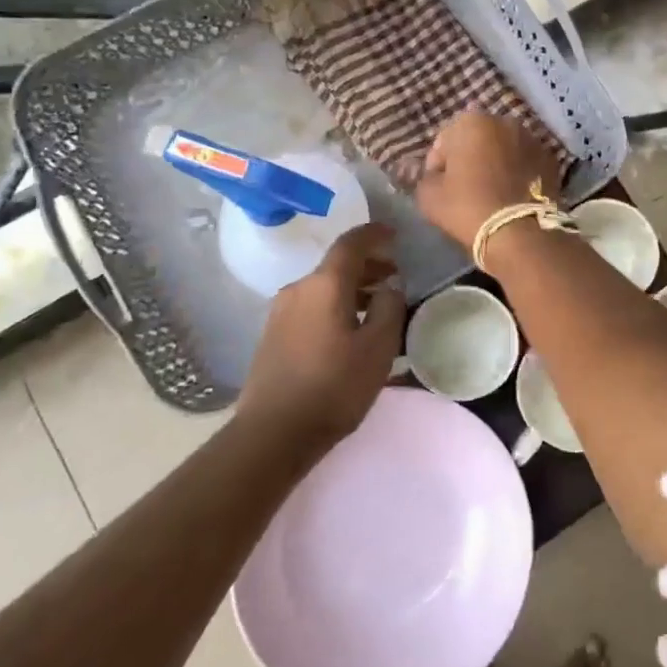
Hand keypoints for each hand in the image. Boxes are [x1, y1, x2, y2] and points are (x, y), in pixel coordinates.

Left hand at [237, 224, 405, 449]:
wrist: (273, 433)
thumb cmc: (334, 386)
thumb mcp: (378, 347)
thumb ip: (389, 307)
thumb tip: (390, 284)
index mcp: (324, 284)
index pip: (351, 243)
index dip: (374, 234)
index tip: (394, 234)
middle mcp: (298, 288)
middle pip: (336, 265)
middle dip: (367, 266)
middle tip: (394, 276)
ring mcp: (280, 312)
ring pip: (323, 287)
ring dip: (351, 289)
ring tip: (376, 306)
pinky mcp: (272, 335)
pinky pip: (311, 306)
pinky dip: (334, 305)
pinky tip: (348, 329)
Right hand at [416, 111, 562, 249]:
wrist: (519, 232)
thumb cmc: (467, 207)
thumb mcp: (429, 196)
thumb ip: (424, 177)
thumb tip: (432, 174)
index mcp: (471, 121)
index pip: (444, 141)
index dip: (438, 165)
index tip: (439, 187)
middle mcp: (504, 121)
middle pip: (477, 140)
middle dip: (469, 158)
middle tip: (465, 188)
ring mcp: (532, 139)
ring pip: (504, 150)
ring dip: (495, 163)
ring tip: (491, 192)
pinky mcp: (551, 160)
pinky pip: (525, 163)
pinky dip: (518, 173)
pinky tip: (512, 195)